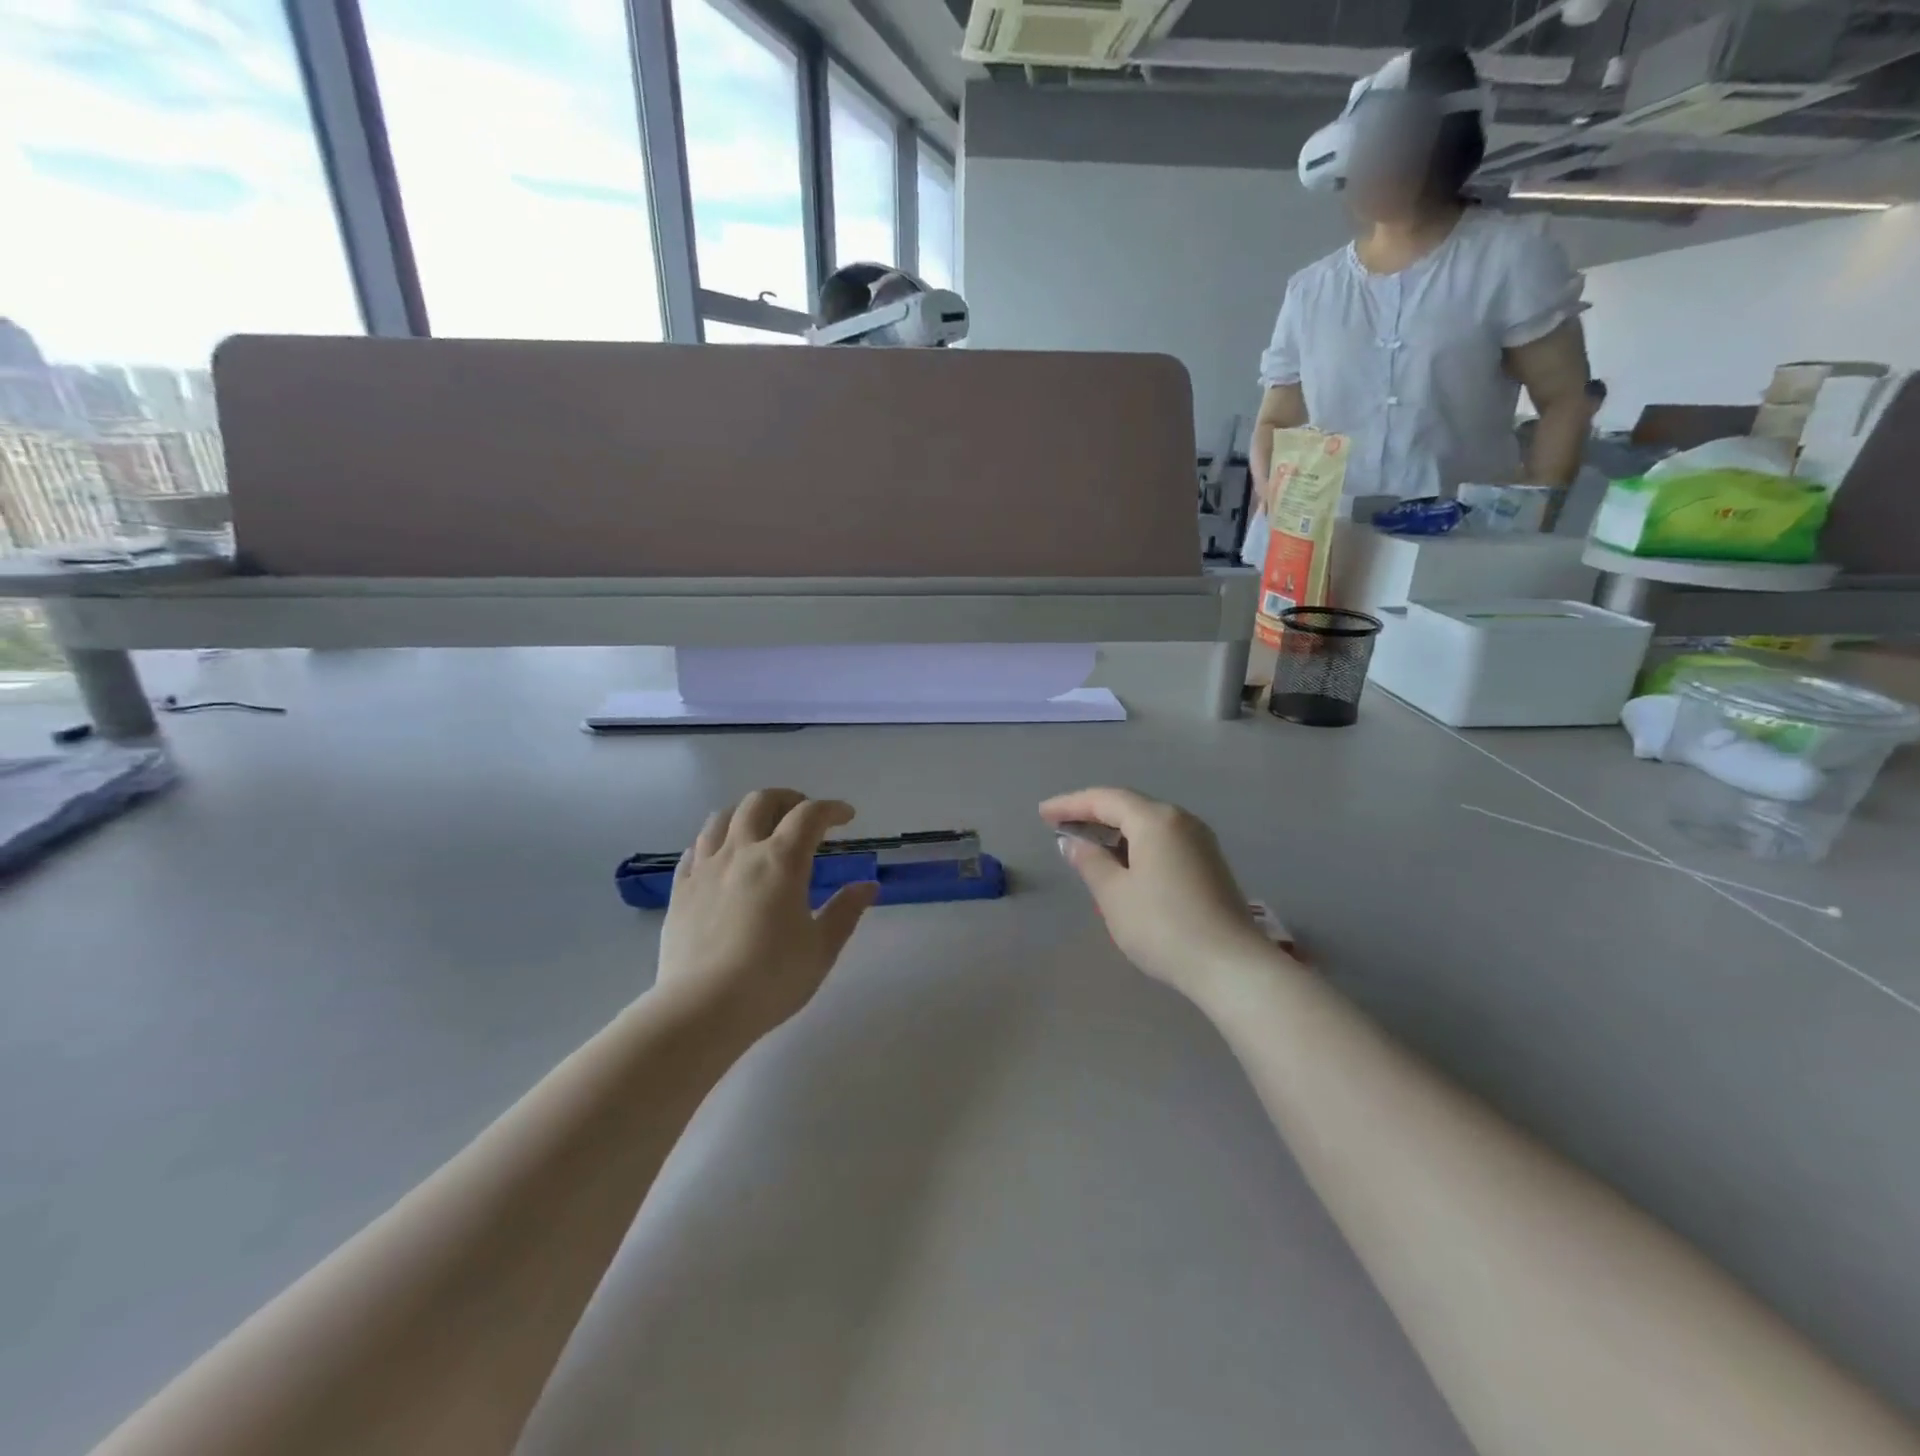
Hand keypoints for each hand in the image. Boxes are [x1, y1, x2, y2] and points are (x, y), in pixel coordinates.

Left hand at [655, 789, 878, 1040]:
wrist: (701, 1009)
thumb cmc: (771, 979)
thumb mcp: (821, 948)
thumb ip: (845, 911)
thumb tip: (868, 886)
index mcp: (781, 861)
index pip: (809, 816)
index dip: (831, 809)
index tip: (846, 816)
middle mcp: (742, 852)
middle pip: (761, 802)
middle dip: (787, 799)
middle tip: (803, 813)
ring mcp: (706, 868)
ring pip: (722, 818)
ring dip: (747, 812)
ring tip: (761, 826)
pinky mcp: (680, 889)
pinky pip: (695, 849)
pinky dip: (715, 840)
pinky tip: (721, 856)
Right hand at [1040, 787, 1281, 1003]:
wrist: (1230, 966)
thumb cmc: (1162, 925)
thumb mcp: (1114, 894)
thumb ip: (1090, 861)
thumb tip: (1072, 842)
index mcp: (1156, 820)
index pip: (1105, 799)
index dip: (1070, 804)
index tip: (1043, 813)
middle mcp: (1181, 821)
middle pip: (1129, 807)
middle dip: (1092, 814)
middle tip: (1060, 826)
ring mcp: (1200, 842)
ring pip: (1148, 825)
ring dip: (1115, 832)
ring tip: (1086, 846)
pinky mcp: (1209, 865)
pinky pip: (1163, 842)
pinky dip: (1136, 846)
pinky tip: (1122, 865)